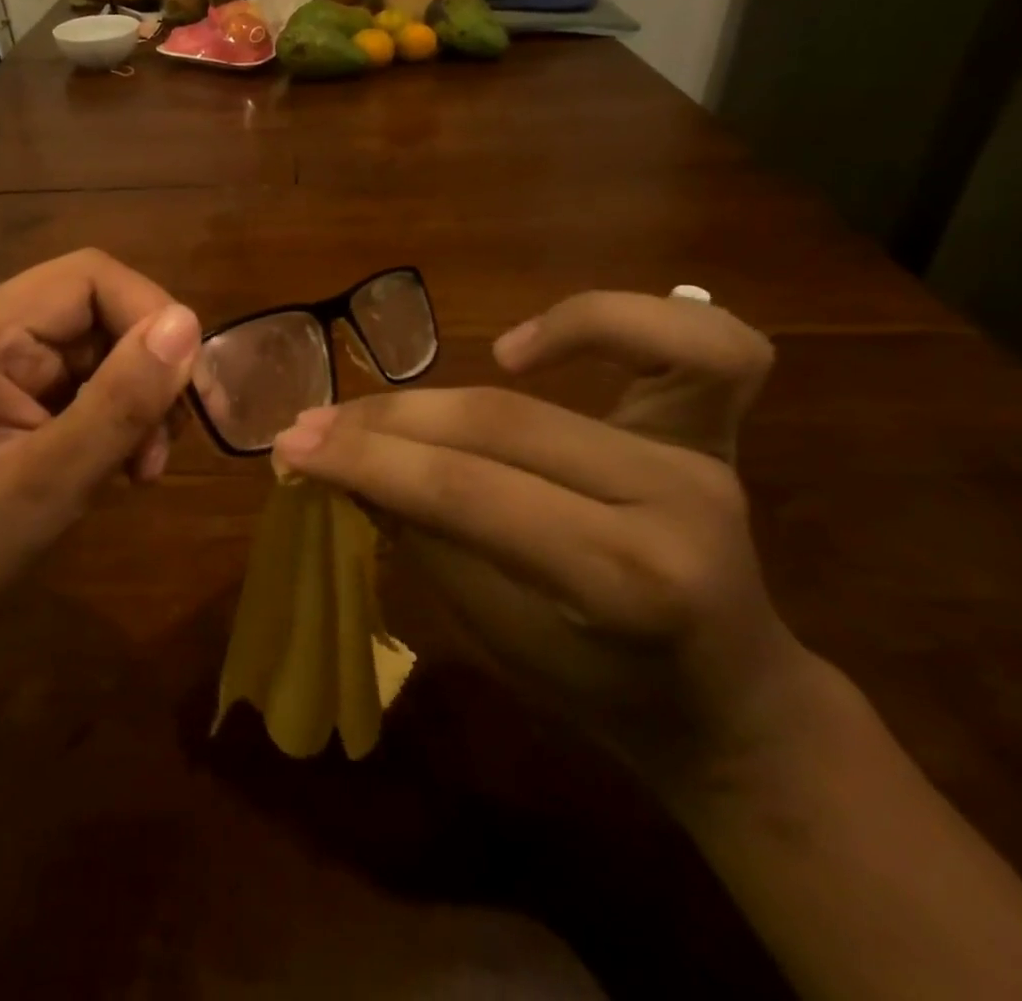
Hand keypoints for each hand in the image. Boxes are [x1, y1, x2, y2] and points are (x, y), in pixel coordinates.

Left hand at [0, 250, 200, 676]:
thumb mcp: (48, 482)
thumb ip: (119, 401)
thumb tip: (188, 323)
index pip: (87, 277)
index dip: (149, 313)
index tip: (186, 385)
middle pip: (98, 312)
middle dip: (147, 369)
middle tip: (166, 444)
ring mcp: (2, 373)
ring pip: (101, 353)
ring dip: (137, 401)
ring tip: (143, 469)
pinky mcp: (15, 405)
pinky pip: (86, 388)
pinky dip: (117, 421)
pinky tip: (122, 470)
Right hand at [271, 291, 820, 796]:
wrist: (728, 701)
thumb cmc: (602, 689)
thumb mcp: (495, 632)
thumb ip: (422, 531)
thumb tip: (342, 461)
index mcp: (626, 583)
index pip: (469, 492)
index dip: (368, 461)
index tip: (293, 448)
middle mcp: (675, 503)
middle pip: (500, 424)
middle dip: (387, 420)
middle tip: (312, 424)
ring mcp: (705, 454)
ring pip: (564, 370)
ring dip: (459, 374)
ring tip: (397, 397)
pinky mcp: (712, 430)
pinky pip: (697, 340)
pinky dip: (608, 320)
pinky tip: (525, 348)